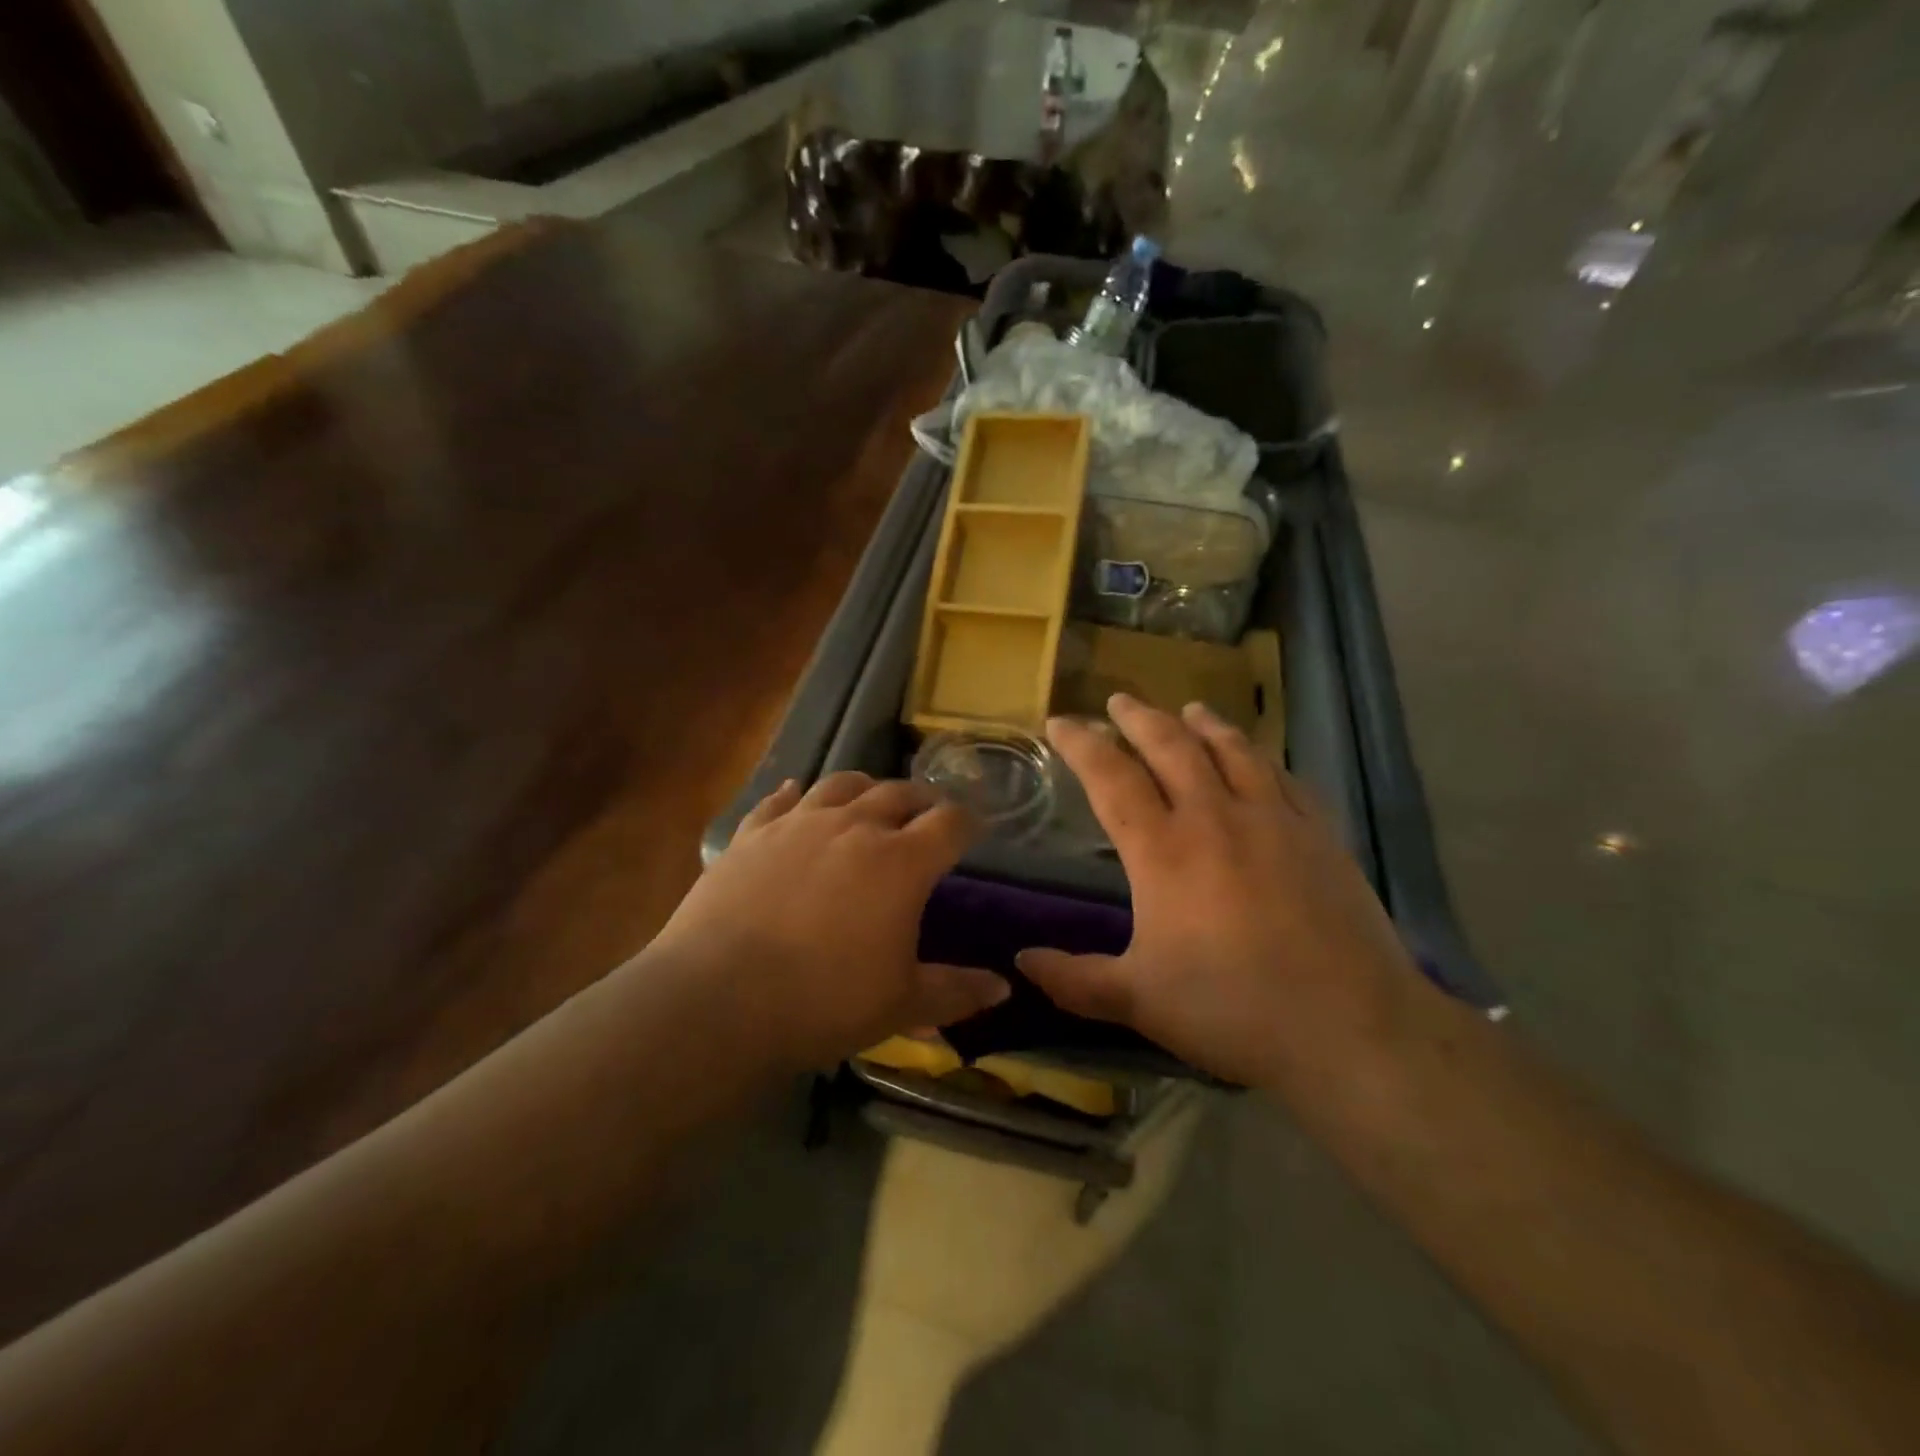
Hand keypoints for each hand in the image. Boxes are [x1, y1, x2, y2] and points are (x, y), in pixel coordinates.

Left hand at [651, 772, 1008, 1071]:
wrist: (717, 1000)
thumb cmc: (822, 1003)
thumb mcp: (900, 1005)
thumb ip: (955, 992)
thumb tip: (1003, 987)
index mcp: (901, 862)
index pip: (950, 823)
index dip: (969, 822)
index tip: (975, 829)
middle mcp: (854, 826)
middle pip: (899, 793)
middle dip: (921, 800)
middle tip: (927, 814)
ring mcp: (799, 823)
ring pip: (842, 784)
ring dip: (865, 787)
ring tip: (870, 798)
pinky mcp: (752, 833)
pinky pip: (779, 800)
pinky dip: (795, 794)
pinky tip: (796, 793)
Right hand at [1018, 695, 1425, 1088]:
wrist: (1351, 1028)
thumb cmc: (1232, 1009)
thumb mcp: (1139, 1001)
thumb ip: (1074, 979)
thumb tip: (1021, 962)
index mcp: (1163, 851)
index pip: (1111, 777)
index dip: (1081, 745)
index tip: (1060, 722)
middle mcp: (1215, 818)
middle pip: (1171, 747)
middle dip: (1139, 718)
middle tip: (1119, 700)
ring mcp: (1274, 820)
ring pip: (1232, 751)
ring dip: (1204, 724)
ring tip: (1189, 708)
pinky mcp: (1319, 835)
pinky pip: (1284, 777)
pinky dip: (1261, 757)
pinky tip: (1258, 757)